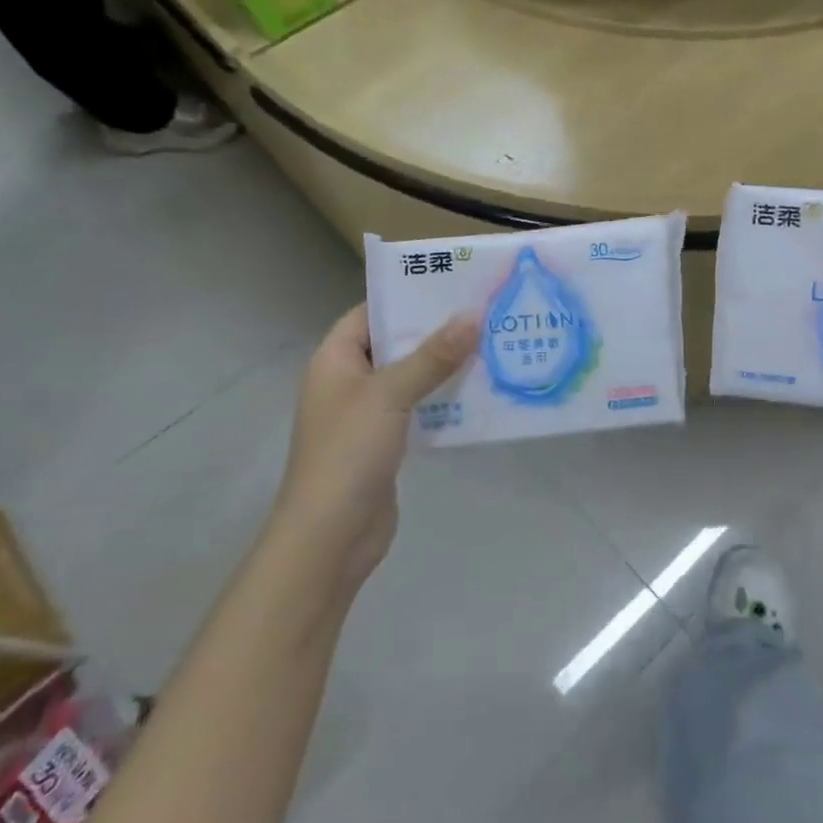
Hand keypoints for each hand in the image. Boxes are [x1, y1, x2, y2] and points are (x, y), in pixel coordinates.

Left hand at [278, 305, 474, 590]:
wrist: (331, 536)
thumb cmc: (349, 453)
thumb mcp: (390, 396)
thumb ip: (431, 356)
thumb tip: (472, 316)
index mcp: (335, 360)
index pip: (370, 313)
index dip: (406, 297)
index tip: (451, 285)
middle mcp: (349, 381)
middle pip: (395, 344)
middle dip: (436, 332)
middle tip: (483, 313)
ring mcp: (368, 414)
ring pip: (411, 378)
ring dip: (445, 367)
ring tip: (491, 346)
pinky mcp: (387, 442)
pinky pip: (420, 409)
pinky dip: (444, 400)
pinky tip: (480, 393)